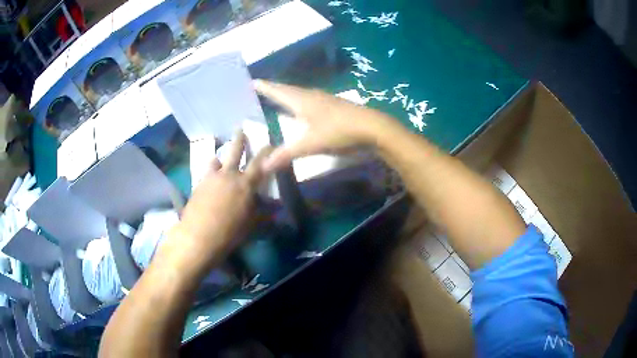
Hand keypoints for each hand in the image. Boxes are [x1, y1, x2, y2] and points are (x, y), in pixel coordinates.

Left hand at [161, 132, 271, 275]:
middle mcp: (229, 175)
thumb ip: (262, 213)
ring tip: (219, 158)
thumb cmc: (230, 233)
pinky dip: (210, 171)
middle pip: (235, 151)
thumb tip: (275, 207)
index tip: (270, 142)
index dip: (266, 151)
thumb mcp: (251, 225)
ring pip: (217, 159)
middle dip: (239, 139)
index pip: (259, 163)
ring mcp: (212, 178)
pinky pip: (206, 172)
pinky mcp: (199, 184)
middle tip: (240, 129)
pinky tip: (209, 178)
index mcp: (245, 184)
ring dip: (220, 157)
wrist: (198, 236)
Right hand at [254, 80, 393, 171]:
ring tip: (279, 97)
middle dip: (274, 89)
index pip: (278, 91)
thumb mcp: (309, 144)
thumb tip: (262, 167)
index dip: (265, 87)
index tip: (253, 81)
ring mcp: (325, 100)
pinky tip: (303, 109)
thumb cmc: (337, 131)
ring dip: (288, 94)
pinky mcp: (334, 106)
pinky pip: (310, 100)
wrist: (372, 128)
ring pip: (301, 94)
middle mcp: (311, 96)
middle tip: (262, 88)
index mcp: (301, 100)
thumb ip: (285, 155)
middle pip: (289, 90)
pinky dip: (300, 102)